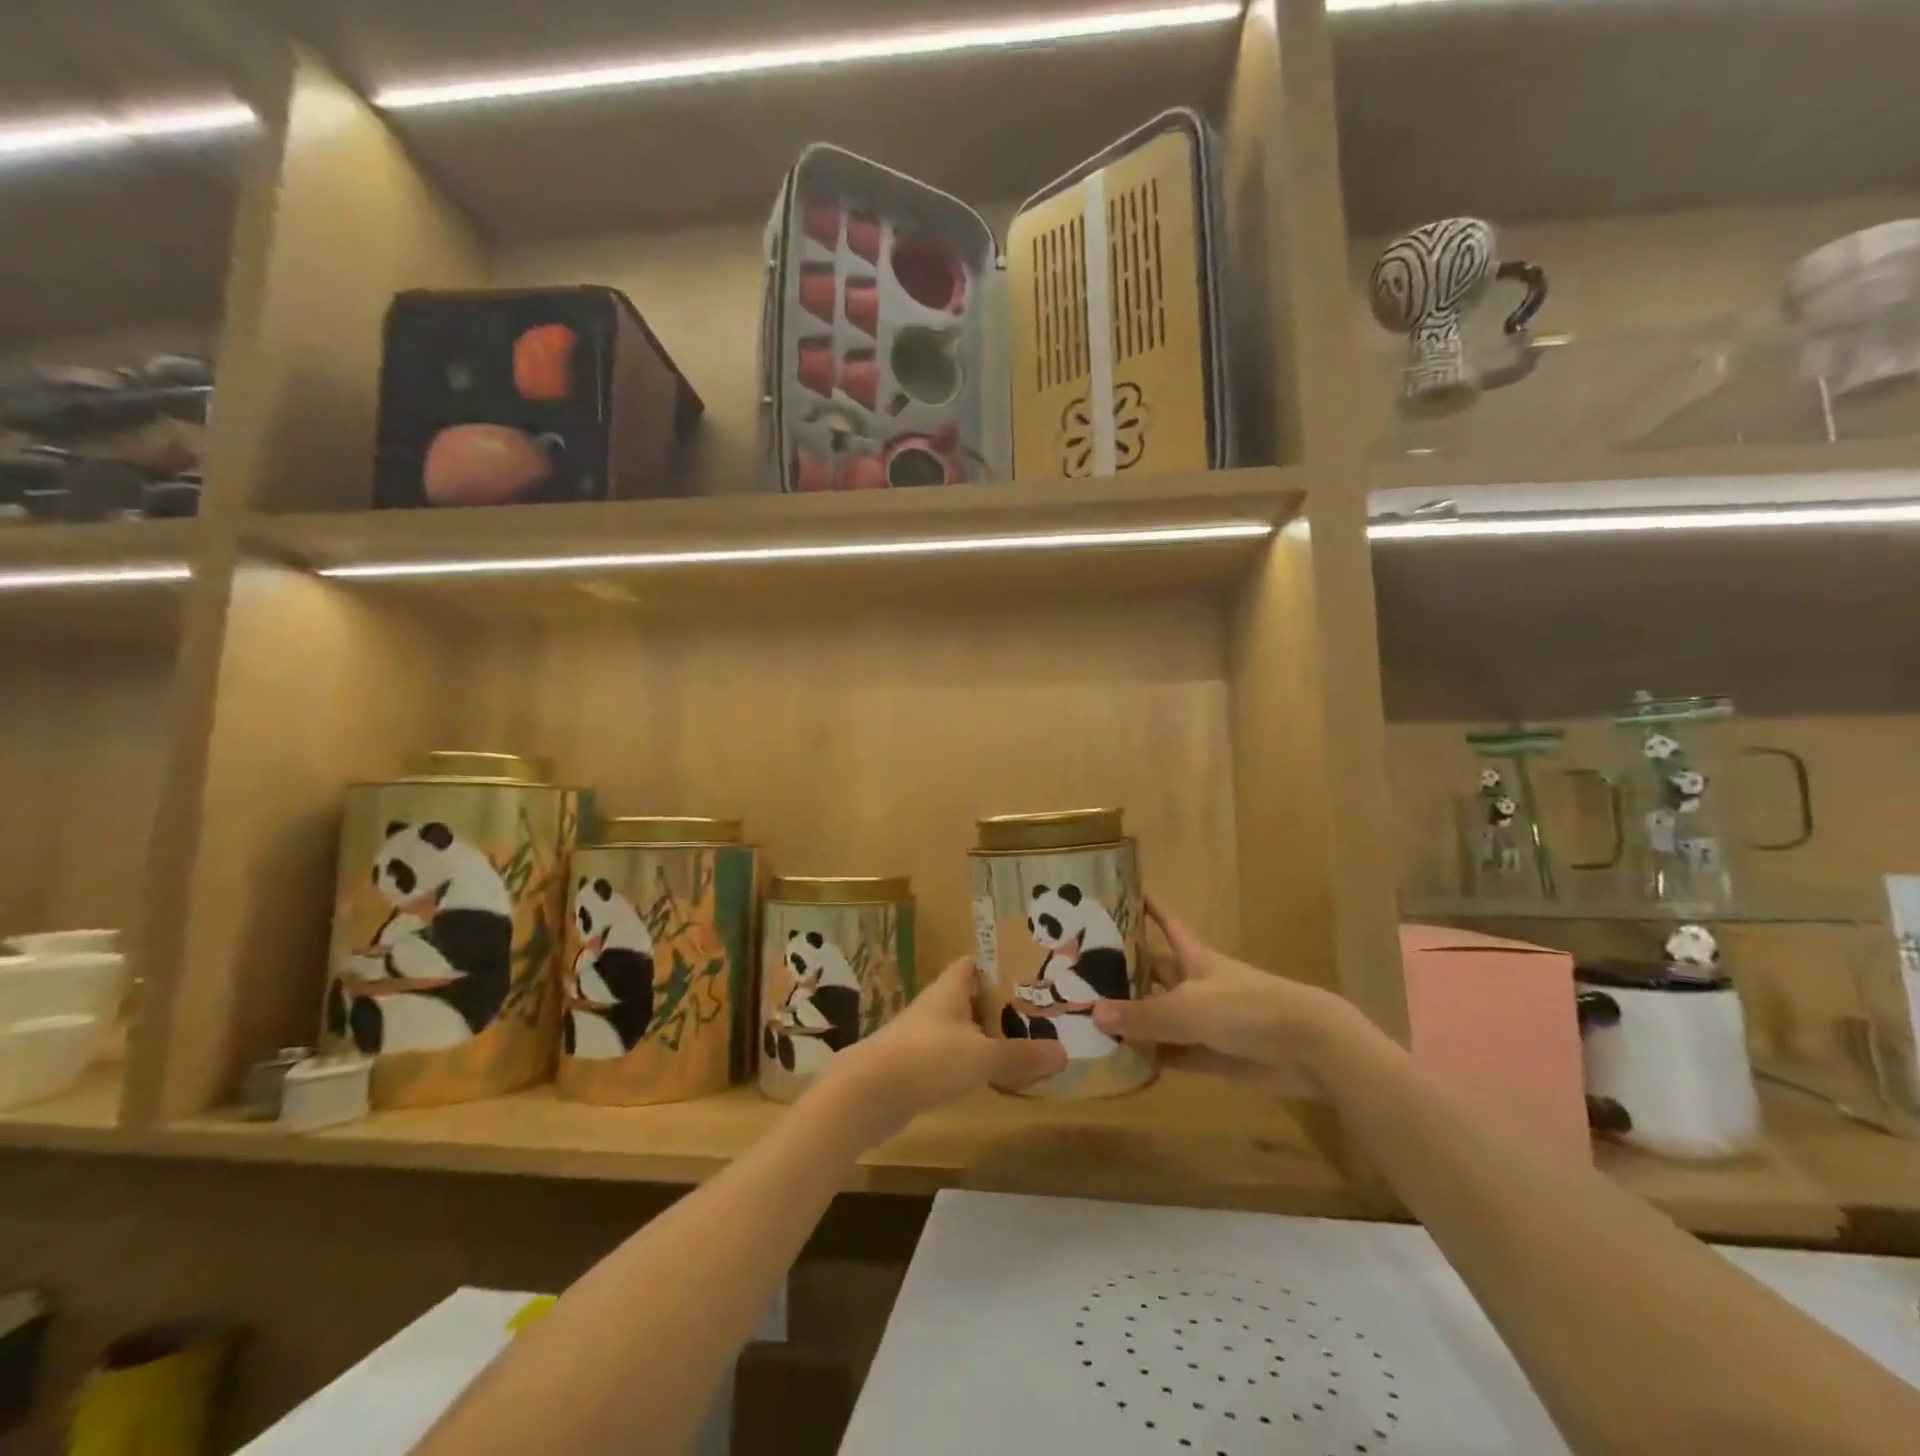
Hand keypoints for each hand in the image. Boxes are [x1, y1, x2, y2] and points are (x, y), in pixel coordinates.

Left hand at [816, 958, 1066, 1142]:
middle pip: (970, 996)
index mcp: (949, 990)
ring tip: (1022, 1042)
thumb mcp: (981, 1056)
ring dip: (985, 1034)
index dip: (999, 964)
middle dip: (1000, 1003)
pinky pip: (950, 1055)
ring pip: (961, 1028)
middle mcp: (935, 1006)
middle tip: (1038, 1011)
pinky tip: (990, 1075)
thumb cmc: (926, 1059)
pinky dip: (970, 1061)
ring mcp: (922, 1036)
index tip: (1029, 972)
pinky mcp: (915, 1065)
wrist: (867, 1094)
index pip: (974, 964)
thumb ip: (1020, 1055)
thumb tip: (1064, 1053)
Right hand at [1090, 896, 1361, 1096]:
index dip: (1150, 910)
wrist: (1305, 1047)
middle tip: (1083, 972)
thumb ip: (1142, 1015)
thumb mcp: (1186, 1008)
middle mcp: (1196, 984)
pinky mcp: (1212, 1055)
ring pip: (1161, 1016)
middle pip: (1156, 974)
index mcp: (1194, 958)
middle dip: (1125, 972)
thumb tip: (1093, 1013)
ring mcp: (1205, 1021)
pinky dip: (1152, 1057)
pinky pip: (1174, 1054)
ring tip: (1090, 1019)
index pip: (1167, 925)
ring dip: (1134, 1019)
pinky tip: (1122, 1061)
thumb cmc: (1244, 1008)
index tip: (1125, 895)